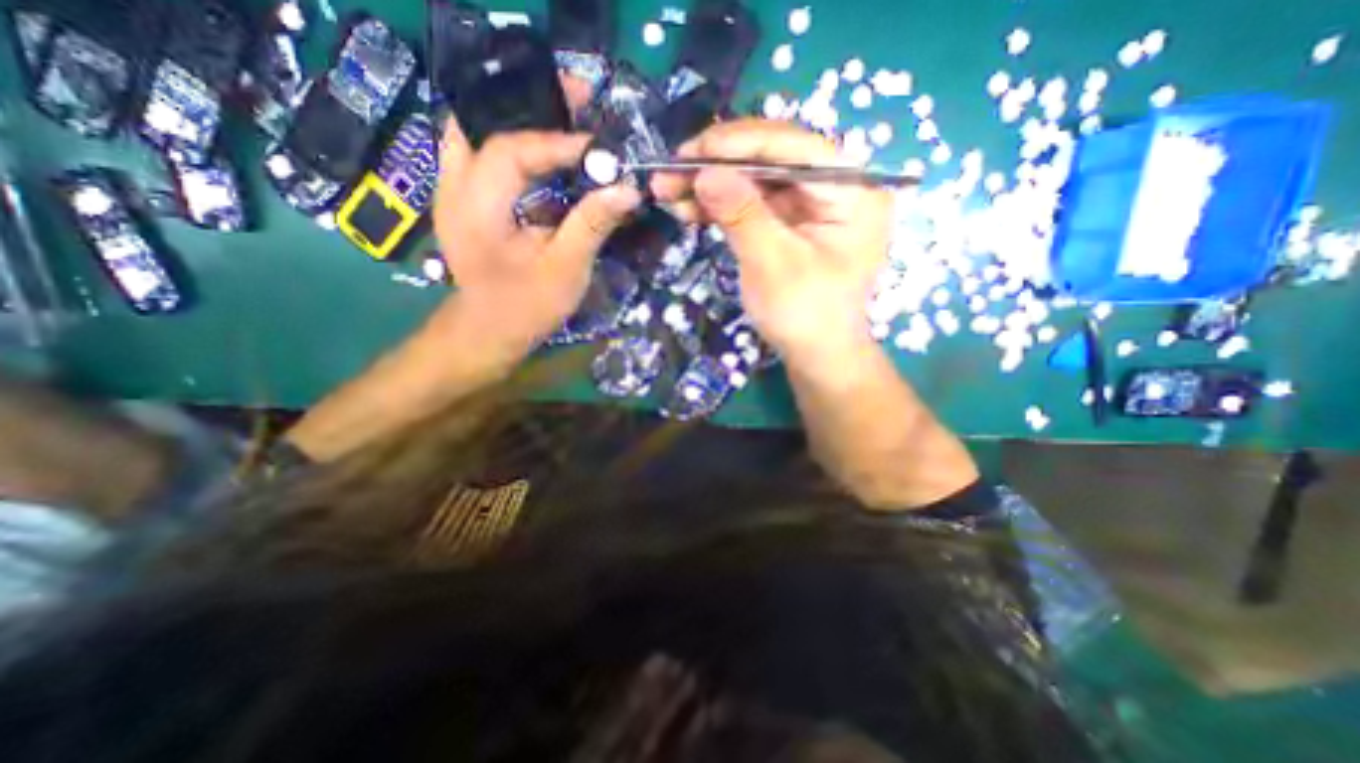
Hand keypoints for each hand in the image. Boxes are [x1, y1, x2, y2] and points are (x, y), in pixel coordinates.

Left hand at [437, 115, 647, 366]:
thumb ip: (592, 225)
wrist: (487, 333)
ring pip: (477, 131)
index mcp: (475, 208)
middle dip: (529, 104)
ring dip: (519, 120)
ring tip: (564, 121)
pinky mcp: (464, 201)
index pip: (511, 149)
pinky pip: (482, 154)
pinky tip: (544, 154)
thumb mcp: (565, 270)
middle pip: (480, 120)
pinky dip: (514, 145)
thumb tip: (628, 188)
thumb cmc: (525, 308)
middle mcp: (452, 187)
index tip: (598, 145)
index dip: (556, 141)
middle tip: (575, 101)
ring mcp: (452, 191)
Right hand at [651, 115, 895, 365]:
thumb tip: (704, 171)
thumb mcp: (773, 265)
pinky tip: (689, 208)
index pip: (795, 147)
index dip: (741, 144)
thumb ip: (742, 215)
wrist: (816, 355)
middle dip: (718, 165)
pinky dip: (721, 205)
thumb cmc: (805, 316)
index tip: (693, 150)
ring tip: (668, 191)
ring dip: (712, 184)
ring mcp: (811, 204)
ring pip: (756, 180)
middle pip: (772, 159)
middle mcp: (836, 187)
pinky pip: (753, 203)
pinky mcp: (791, 222)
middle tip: (671, 170)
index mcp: (853, 191)